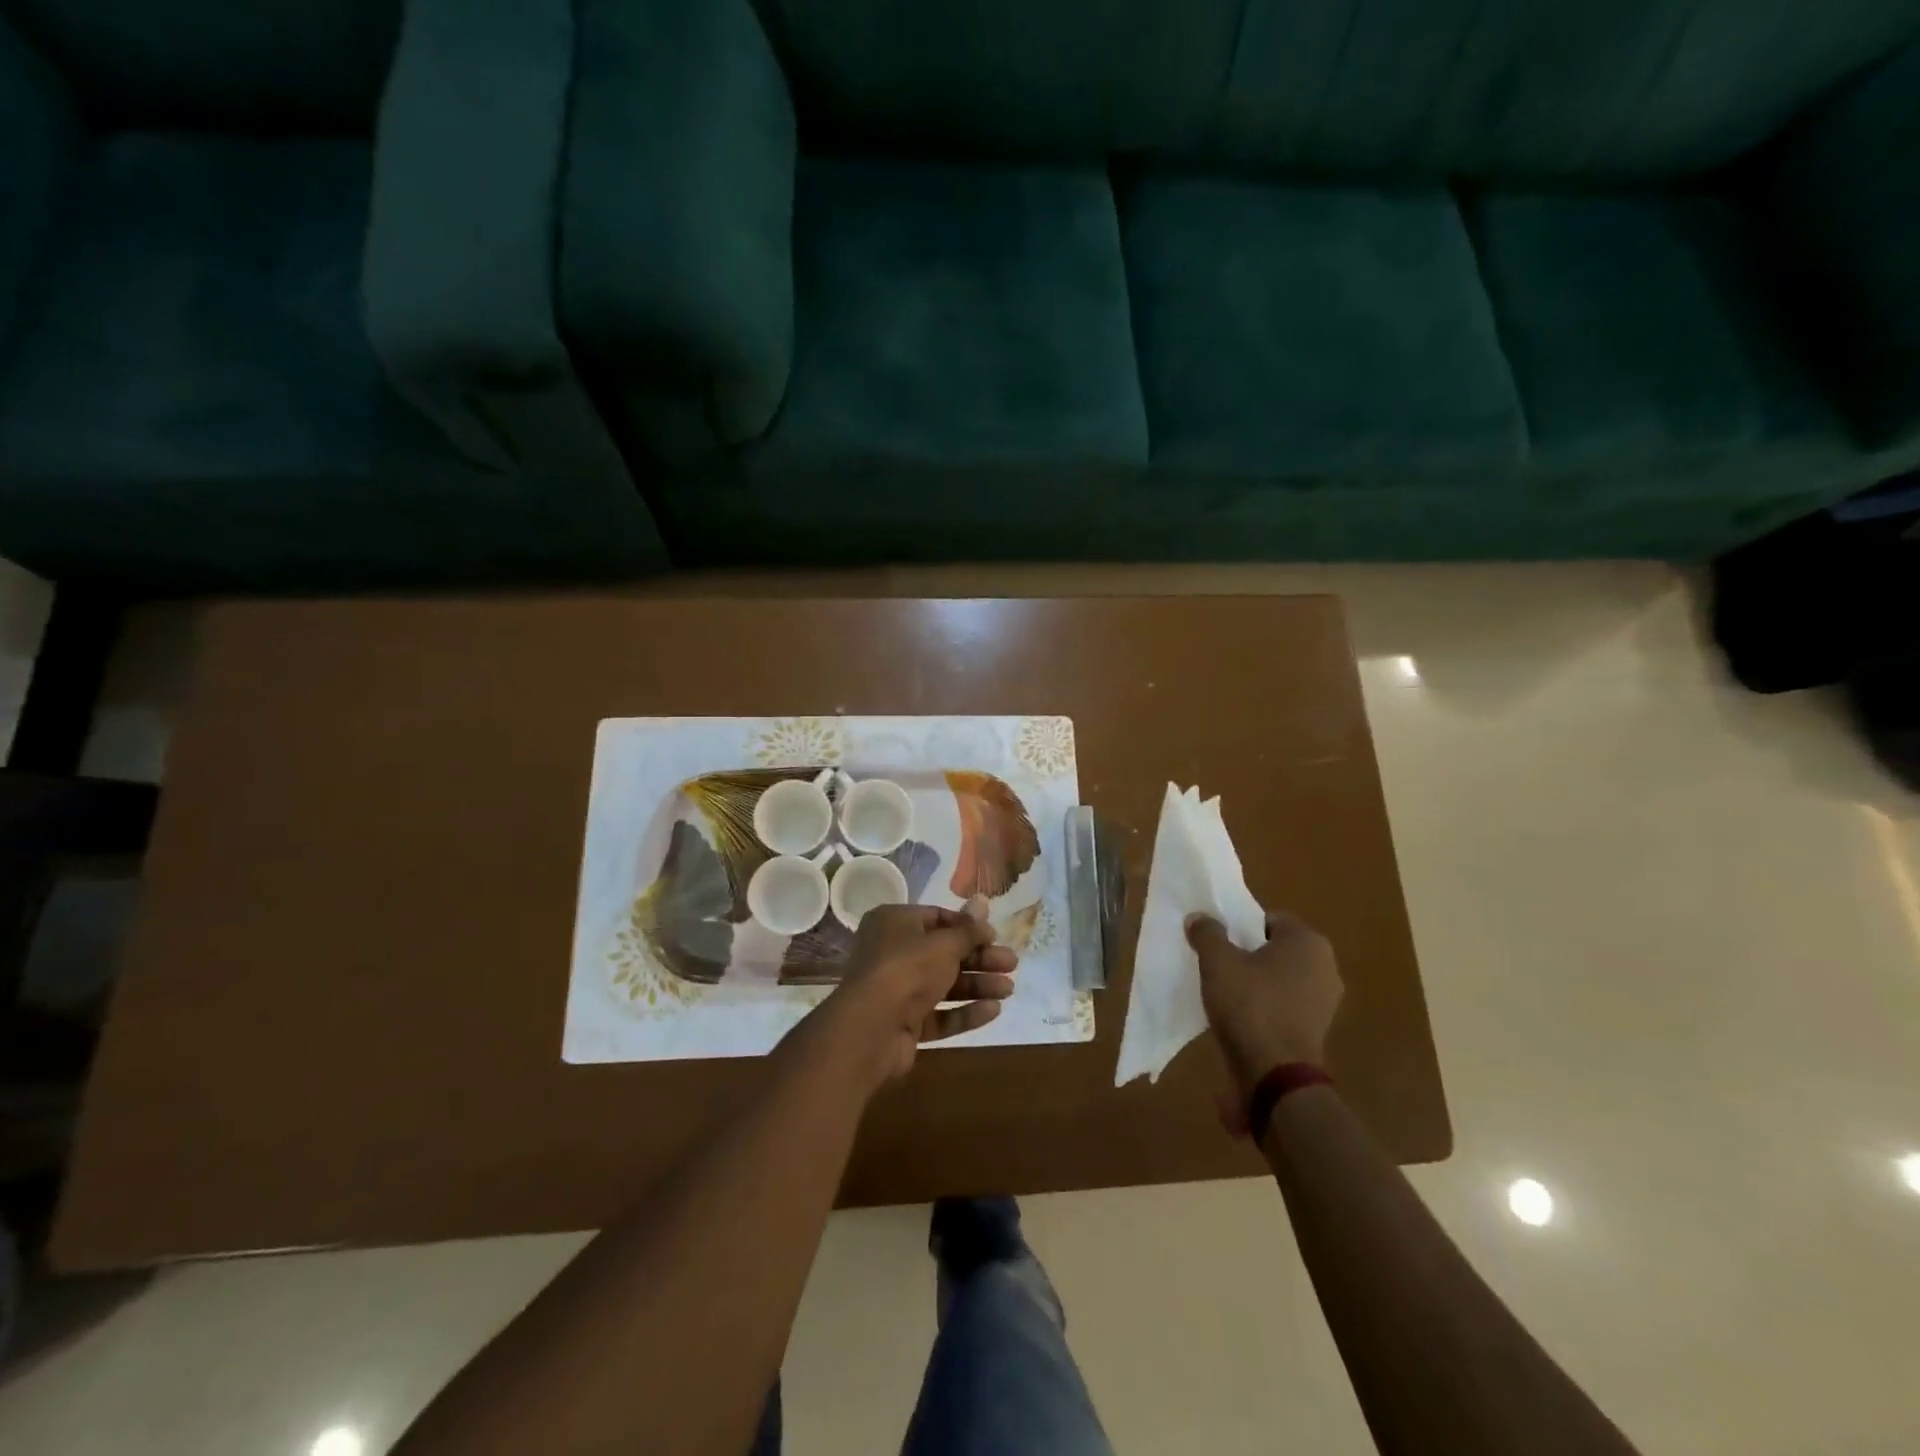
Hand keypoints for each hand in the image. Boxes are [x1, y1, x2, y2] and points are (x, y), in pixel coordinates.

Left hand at [816, 901, 1017, 1088]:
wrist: (871, 1028)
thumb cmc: (907, 969)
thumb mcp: (944, 944)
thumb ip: (968, 929)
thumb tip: (983, 900)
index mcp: (894, 923)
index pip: (936, 918)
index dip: (967, 928)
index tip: (995, 936)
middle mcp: (892, 953)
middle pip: (943, 953)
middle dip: (979, 959)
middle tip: (1012, 964)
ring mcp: (897, 991)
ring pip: (943, 985)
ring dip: (977, 985)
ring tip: (1009, 989)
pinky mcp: (903, 1024)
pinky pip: (938, 1014)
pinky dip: (964, 1012)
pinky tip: (993, 1010)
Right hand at [1186, 909, 1341, 1104]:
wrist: (1275, 1075)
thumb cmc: (1250, 1006)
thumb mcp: (1217, 962)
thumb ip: (1208, 934)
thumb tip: (1200, 918)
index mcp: (1308, 942)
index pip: (1270, 919)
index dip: (1241, 926)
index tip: (1219, 941)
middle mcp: (1326, 967)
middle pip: (1276, 949)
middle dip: (1249, 954)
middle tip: (1219, 964)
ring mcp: (1325, 1002)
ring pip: (1281, 979)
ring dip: (1257, 982)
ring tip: (1225, 992)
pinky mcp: (1317, 1031)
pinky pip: (1285, 1006)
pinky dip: (1266, 1007)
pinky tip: (1241, 1017)